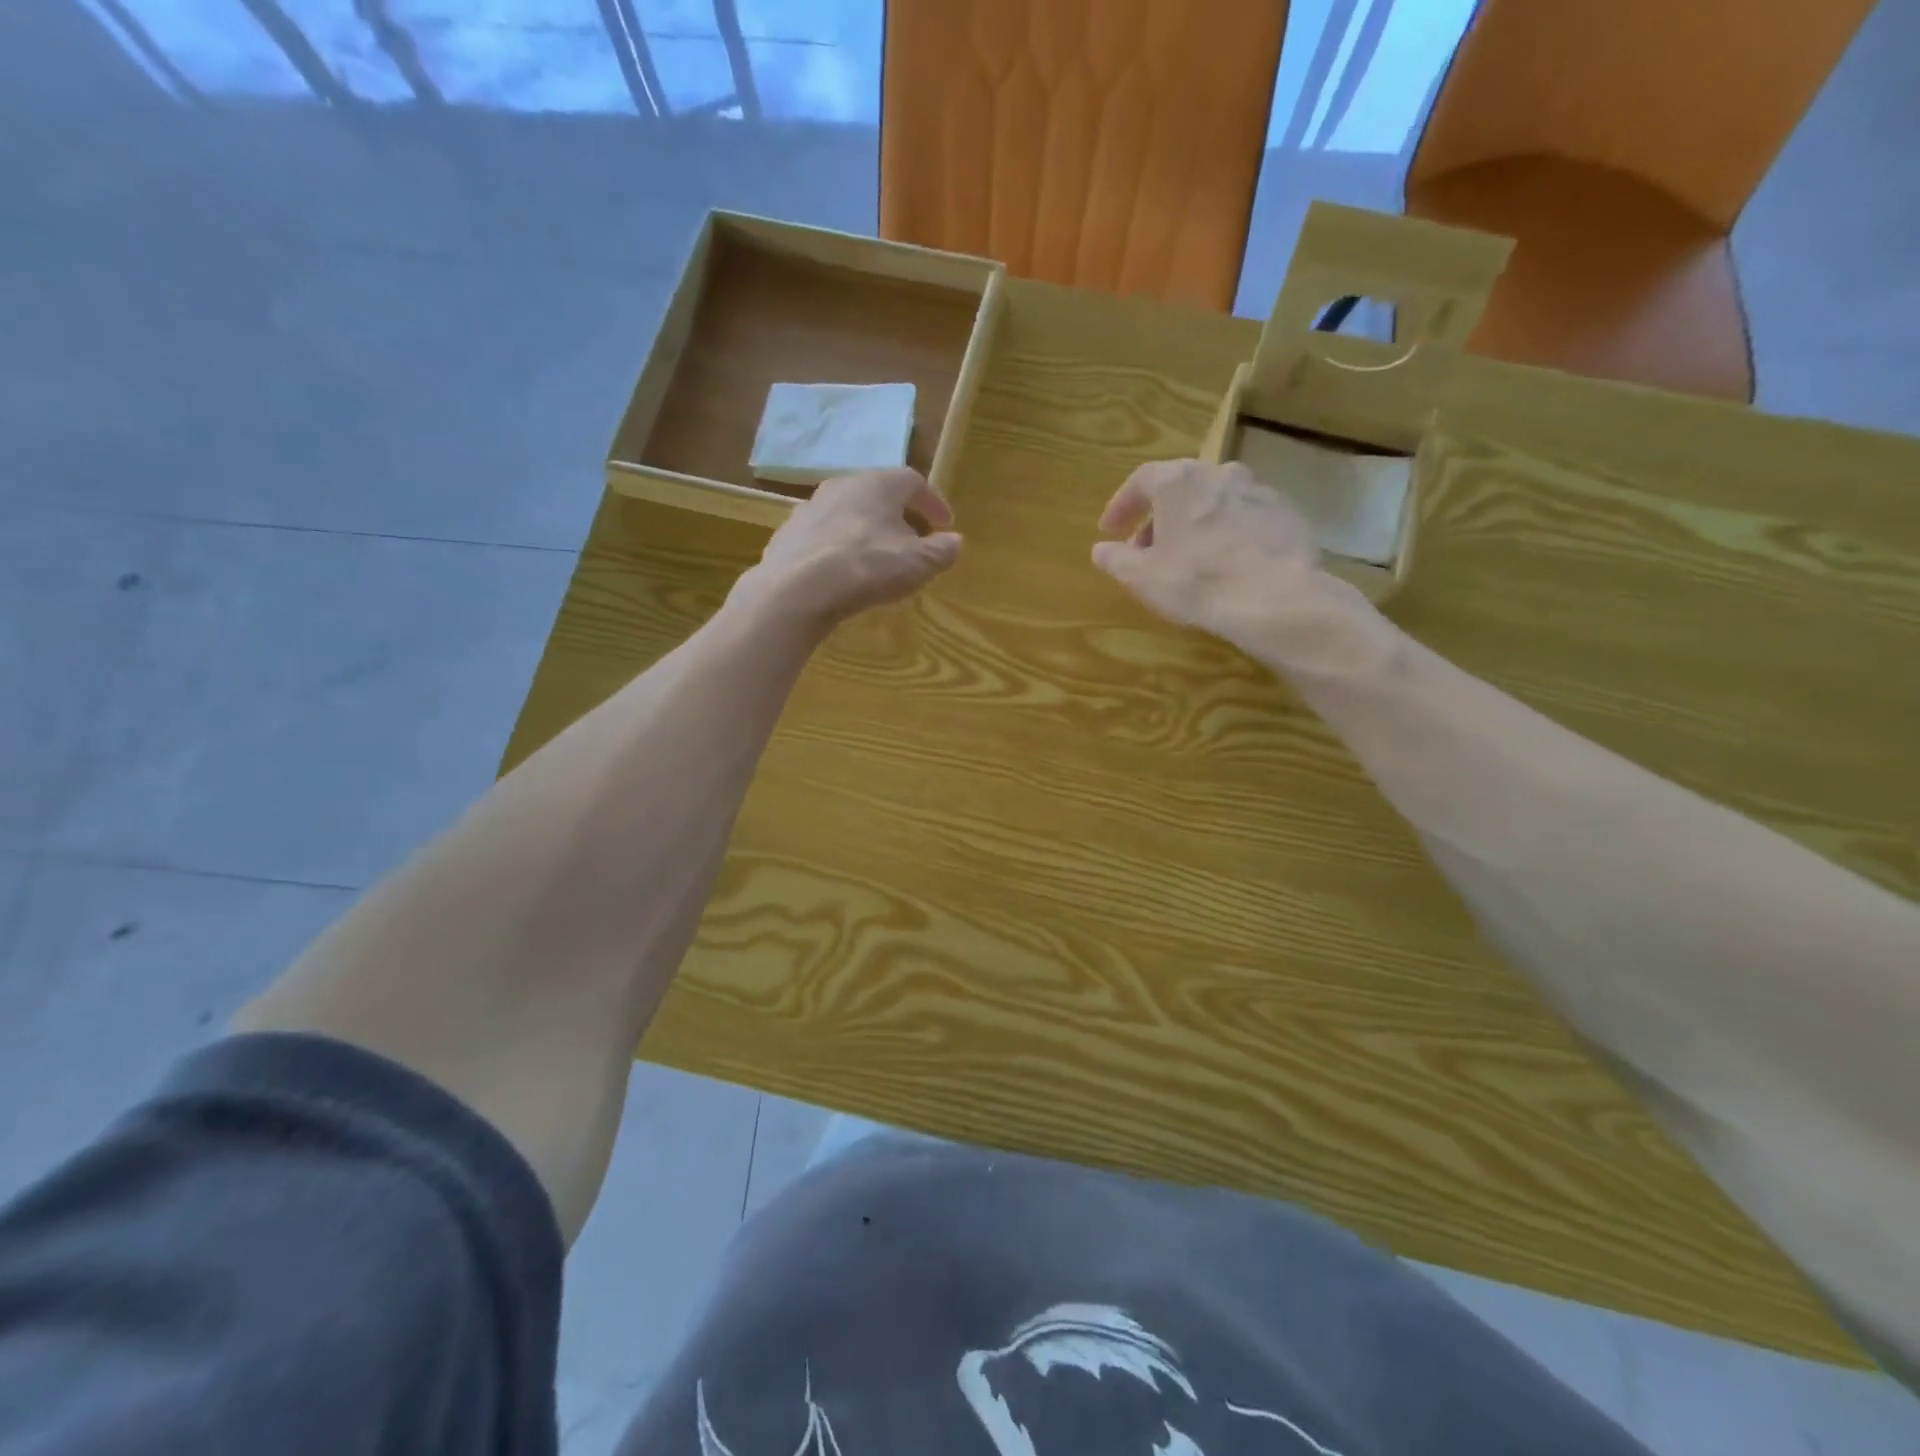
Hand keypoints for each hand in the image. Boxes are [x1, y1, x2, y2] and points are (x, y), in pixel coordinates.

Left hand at [731, 468, 962, 634]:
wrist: (796, 588)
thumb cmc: (868, 566)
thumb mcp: (918, 563)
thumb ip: (941, 550)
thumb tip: (954, 541)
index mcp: (878, 484)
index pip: (914, 481)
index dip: (933, 503)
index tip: (945, 525)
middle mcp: (843, 485)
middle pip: (879, 494)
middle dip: (900, 516)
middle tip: (913, 541)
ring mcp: (810, 508)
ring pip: (849, 514)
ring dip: (867, 531)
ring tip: (878, 558)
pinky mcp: (788, 534)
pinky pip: (825, 536)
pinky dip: (840, 548)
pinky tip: (843, 572)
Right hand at [1090, 459, 1326, 648]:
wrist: (1278, 597)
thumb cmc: (1198, 582)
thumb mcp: (1143, 578)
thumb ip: (1116, 560)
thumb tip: (1100, 550)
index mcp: (1178, 481)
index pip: (1140, 481)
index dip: (1122, 505)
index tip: (1110, 530)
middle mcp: (1219, 473)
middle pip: (1180, 488)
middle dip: (1159, 517)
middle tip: (1147, 548)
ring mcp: (1258, 490)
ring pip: (1215, 500)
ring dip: (1195, 522)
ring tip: (1188, 556)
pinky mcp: (1287, 513)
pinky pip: (1246, 518)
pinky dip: (1229, 533)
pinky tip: (1228, 563)